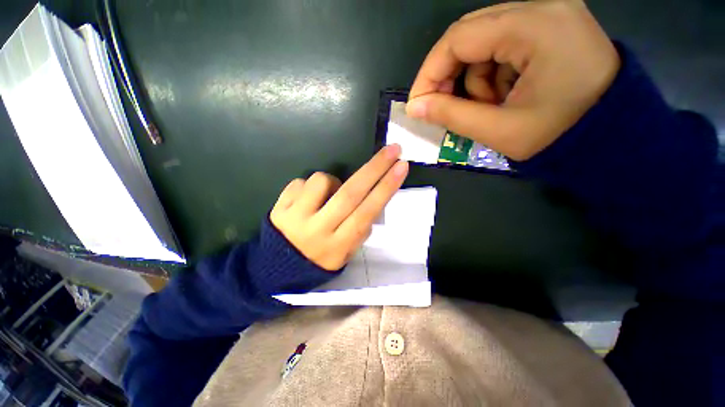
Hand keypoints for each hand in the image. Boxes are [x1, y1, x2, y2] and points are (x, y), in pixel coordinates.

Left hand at [270, 145, 407, 270]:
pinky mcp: (279, 208)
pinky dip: (309, 186)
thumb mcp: (346, 253)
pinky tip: (307, 201)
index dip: (386, 188)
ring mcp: (296, 218)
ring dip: (332, 181)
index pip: (367, 212)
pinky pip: (299, 182)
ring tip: (327, 196)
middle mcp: (319, 230)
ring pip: (322, 180)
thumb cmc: (320, 259)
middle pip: (350, 193)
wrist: (277, 267)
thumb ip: (360, 229)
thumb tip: (370, 199)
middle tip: (393, 149)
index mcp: (339, 245)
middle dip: (375, 168)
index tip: (402, 167)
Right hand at [406, 0, 619, 160]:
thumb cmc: (560, 137)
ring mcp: (550, 15)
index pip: (459, 38)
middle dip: (450, 75)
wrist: (614, 138)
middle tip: (443, 105)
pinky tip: (508, 95)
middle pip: (470, 34)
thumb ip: (450, 115)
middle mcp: (543, 7)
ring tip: (492, 106)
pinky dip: (495, 74)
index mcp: (535, 26)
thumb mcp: (498, 130)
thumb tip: (414, 107)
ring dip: (476, 78)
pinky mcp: (551, 28)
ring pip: (484, 42)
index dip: (430, 73)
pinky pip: (504, 45)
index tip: (418, 103)